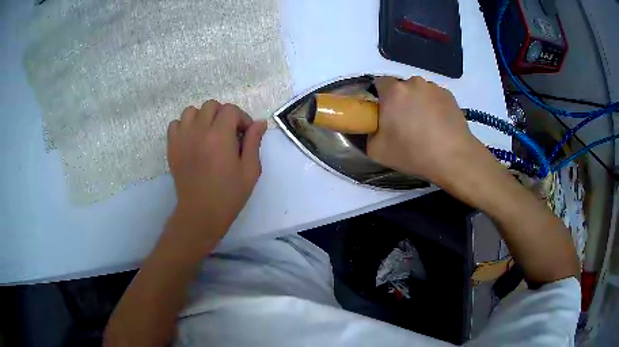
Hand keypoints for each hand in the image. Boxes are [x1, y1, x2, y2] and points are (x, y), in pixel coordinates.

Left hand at [166, 101, 266, 247]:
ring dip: (203, 117)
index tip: (245, 134)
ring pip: (191, 111)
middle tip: (228, 133)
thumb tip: (260, 122)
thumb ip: (254, 142)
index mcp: (220, 136)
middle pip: (211, 105)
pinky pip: (175, 123)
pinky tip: (192, 139)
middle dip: (223, 115)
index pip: (230, 110)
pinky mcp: (172, 146)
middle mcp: (199, 131)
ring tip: (209, 133)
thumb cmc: (229, 194)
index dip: (241, 118)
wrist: (200, 213)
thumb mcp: (250, 170)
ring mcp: (182, 138)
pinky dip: (185, 126)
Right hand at [367, 76, 487, 184]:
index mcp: (394, 91)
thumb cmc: (413, 153)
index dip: (379, 97)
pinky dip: (433, 106)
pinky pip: (435, 97)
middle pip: (401, 87)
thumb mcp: (377, 150)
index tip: (383, 113)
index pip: (379, 83)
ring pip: (419, 92)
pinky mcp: (449, 95)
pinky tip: (438, 125)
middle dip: (400, 100)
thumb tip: (373, 127)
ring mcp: (434, 88)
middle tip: (404, 123)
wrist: (453, 157)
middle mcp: (414, 83)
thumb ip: (368, 133)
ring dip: (418, 103)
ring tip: (425, 126)